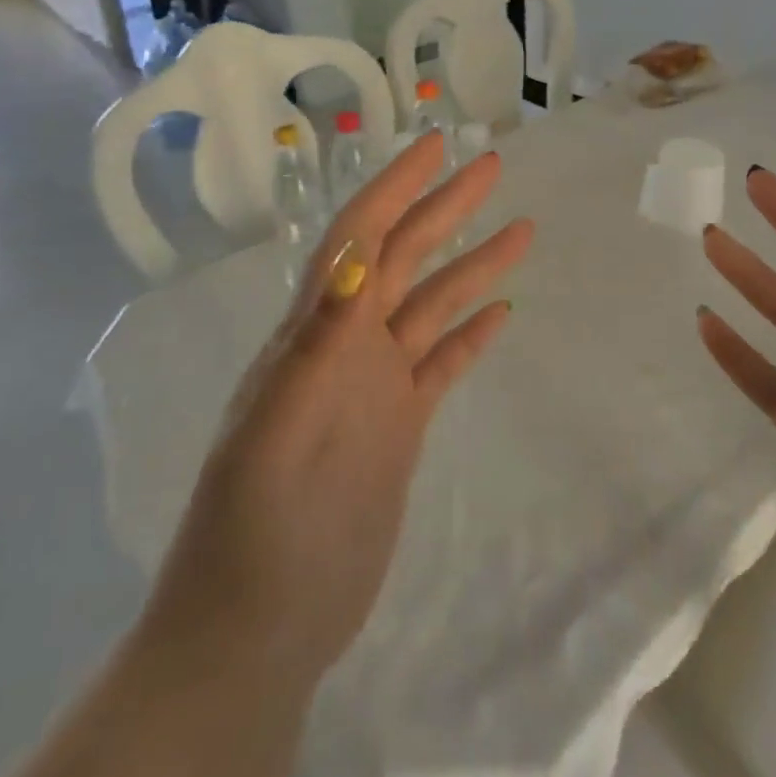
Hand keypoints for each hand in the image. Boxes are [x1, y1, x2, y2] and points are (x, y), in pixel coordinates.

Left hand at [144, 132, 535, 695]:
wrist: (259, 628)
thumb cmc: (254, 533)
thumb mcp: (276, 435)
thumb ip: (315, 345)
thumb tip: (355, 257)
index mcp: (314, 334)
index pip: (358, 238)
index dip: (393, 188)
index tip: (435, 148)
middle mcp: (348, 346)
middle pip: (404, 257)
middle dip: (444, 207)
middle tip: (492, 166)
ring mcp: (376, 386)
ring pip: (433, 305)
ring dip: (473, 265)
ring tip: (521, 229)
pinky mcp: (399, 427)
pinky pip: (443, 364)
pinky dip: (471, 334)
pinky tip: (502, 311)